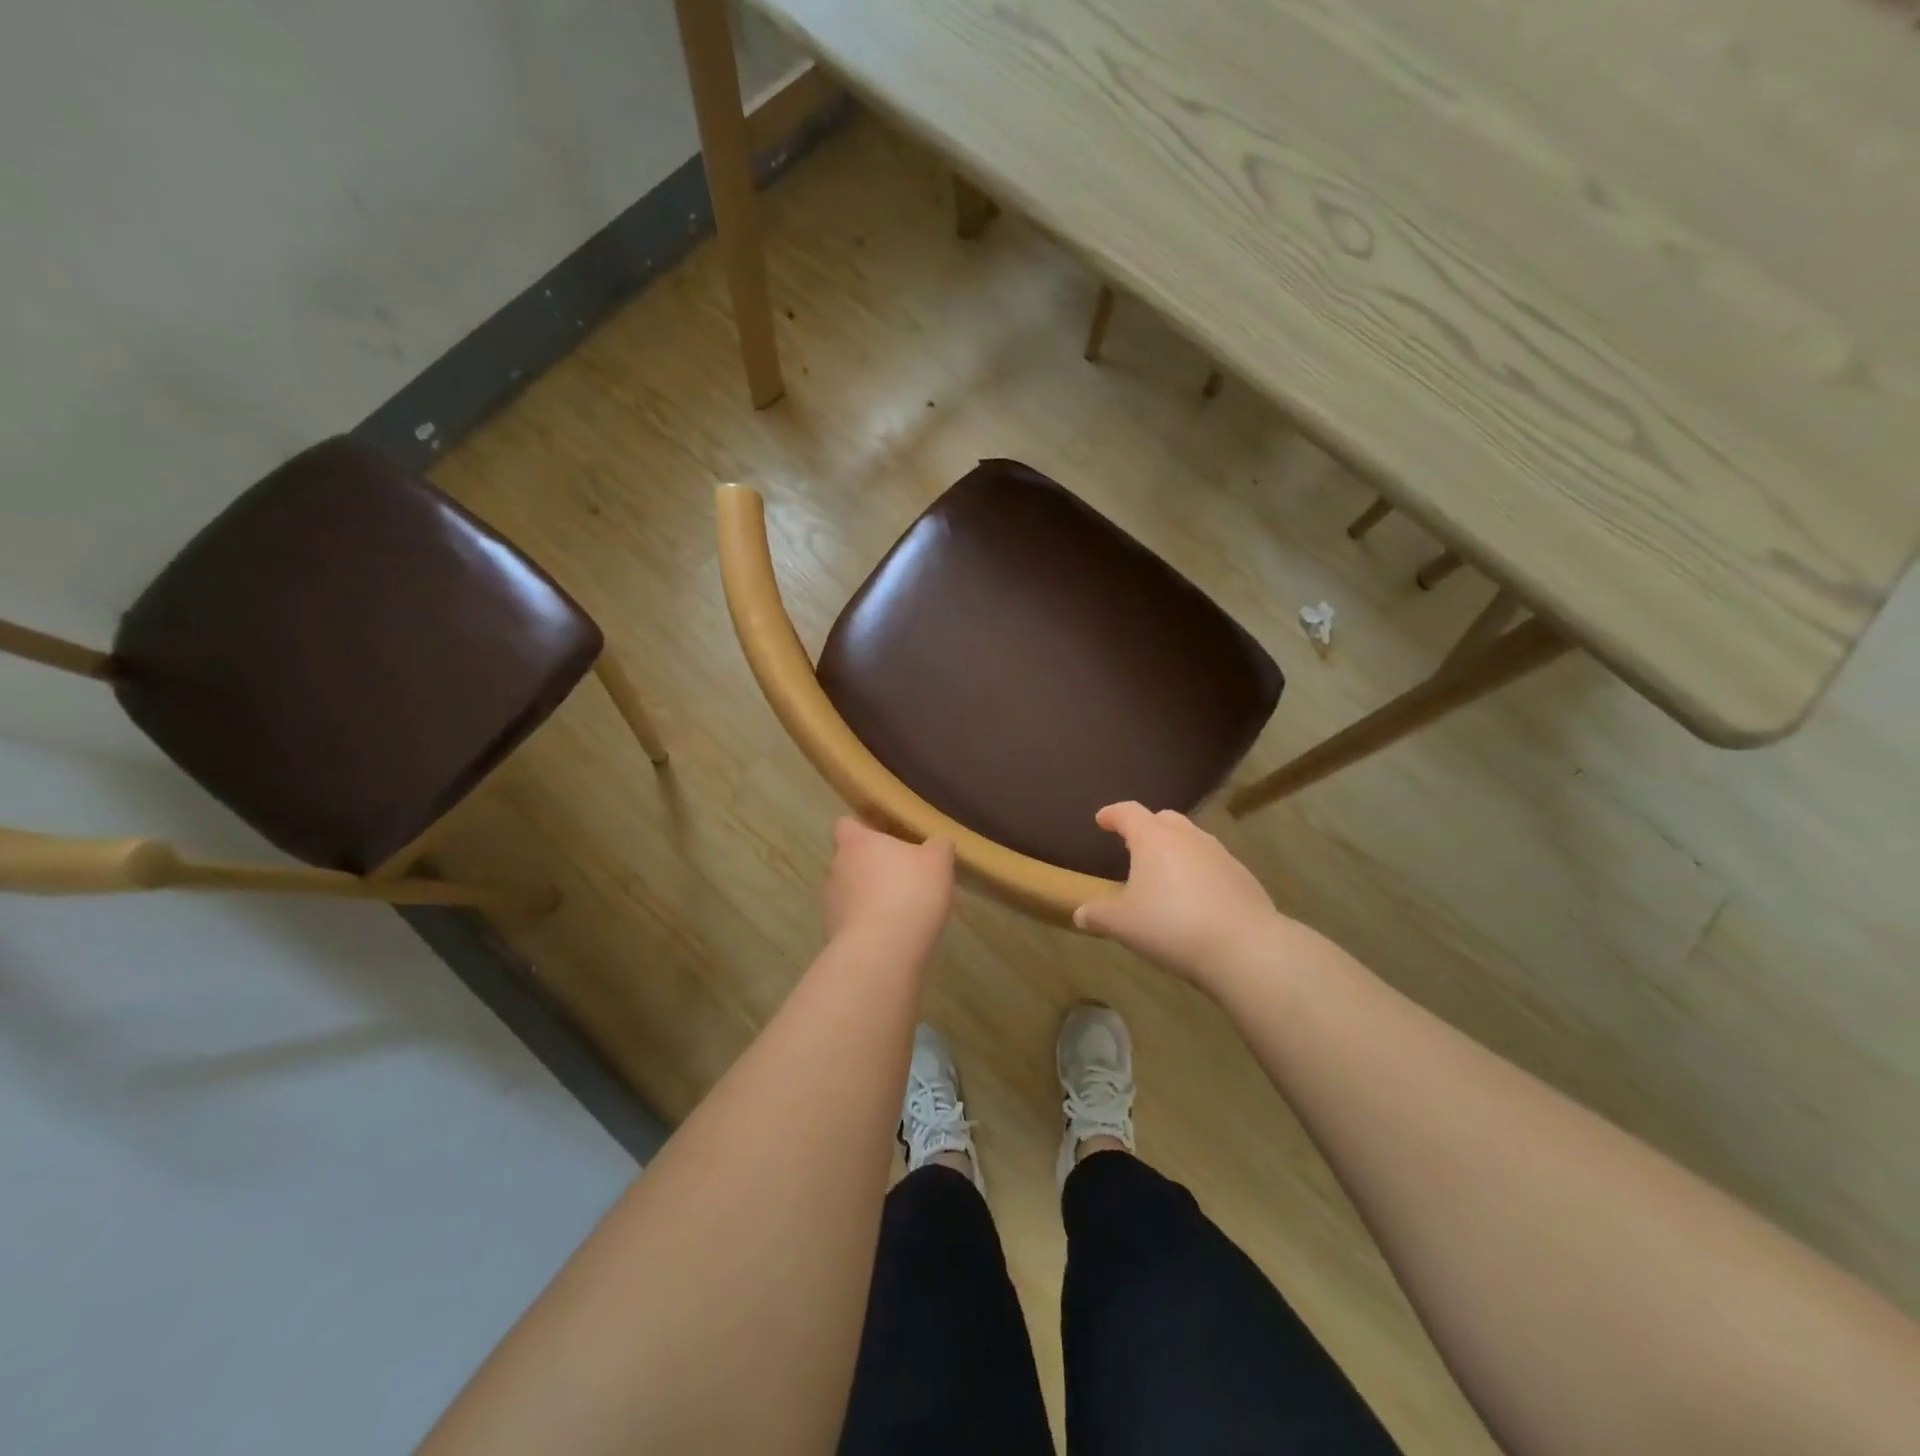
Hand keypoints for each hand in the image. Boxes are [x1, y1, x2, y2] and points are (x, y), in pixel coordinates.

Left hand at [823, 817, 954, 949]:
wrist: (882, 951)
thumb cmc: (909, 892)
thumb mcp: (938, 862)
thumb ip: (938, 847)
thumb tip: (938, 843)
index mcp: (856, 843)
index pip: (846, 824)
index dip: (863, 827)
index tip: (884, 834)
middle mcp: (836, 869)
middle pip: (850, 859)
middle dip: (872, 865)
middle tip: (902, 872)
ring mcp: (831, 904)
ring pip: (850, 891)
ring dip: (869, 896)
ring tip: (901, 907)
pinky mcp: (834, 935)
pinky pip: (853, 921)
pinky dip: (869, 923)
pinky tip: (893, 933)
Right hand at [1074, 803, 1278, 986]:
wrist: (1245, 948)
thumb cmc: (1172, 926)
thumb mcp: (1124, 924)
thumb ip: (1099, 915)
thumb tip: (1080, 914)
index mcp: (1154, 838)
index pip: (1128, 812)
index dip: (1112, 814)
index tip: (1102, 820)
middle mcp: (1188, 837)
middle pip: (1164, 819)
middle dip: (1147, 827)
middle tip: (1134, 846)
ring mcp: (1220, 854)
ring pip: (1192, 840)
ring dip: (1175, 850)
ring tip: (1165, 875)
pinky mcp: (1243, 876)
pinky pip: (1213, 864)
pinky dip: (1199, 872)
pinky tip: (1195, 899)